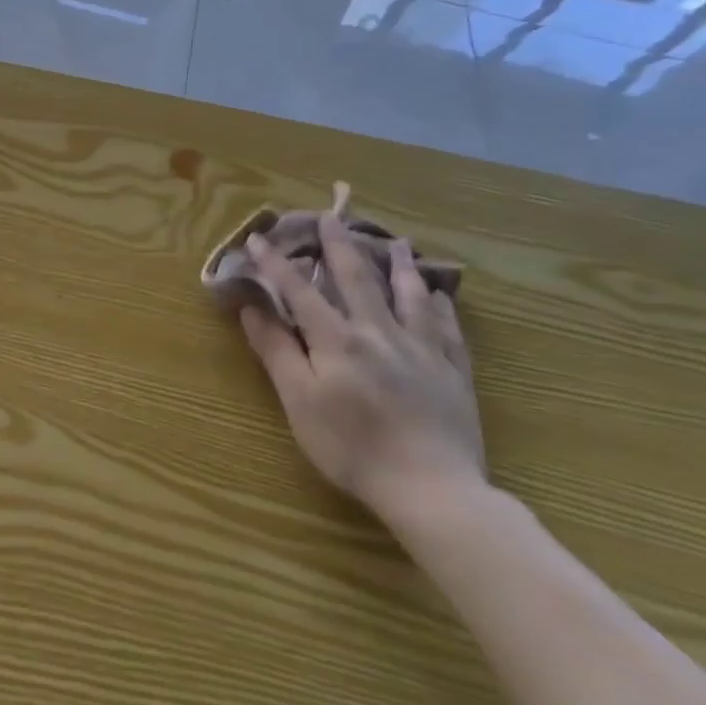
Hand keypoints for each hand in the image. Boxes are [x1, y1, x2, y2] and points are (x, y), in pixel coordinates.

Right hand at [239, 215, 482, 526]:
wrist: (432, 488)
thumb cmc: (352, 447)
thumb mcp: (299, 401)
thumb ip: (277, 351)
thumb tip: (252, 308)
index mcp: (337, 339)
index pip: (299, 291)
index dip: (276, 264)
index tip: (259, 237)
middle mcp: (379, 332)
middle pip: (357, 279)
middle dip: (340, 245)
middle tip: (333, 216)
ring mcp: (421, 349)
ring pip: (408, 295)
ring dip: (399, 265)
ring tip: (398, 242)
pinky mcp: (452, 371)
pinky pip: (446, 327)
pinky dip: (440, 305)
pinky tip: (438, 295)